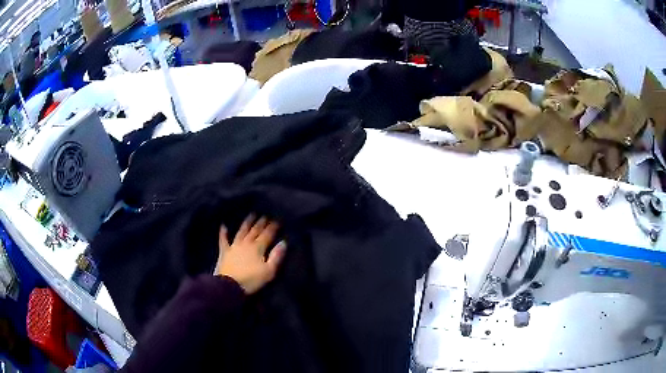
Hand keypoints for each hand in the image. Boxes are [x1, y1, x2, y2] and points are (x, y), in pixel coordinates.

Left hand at [214, 215, 286, 293]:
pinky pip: (223, 240)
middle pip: (255, 231)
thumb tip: (283, 242)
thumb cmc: (252, 280)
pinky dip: (223, 233)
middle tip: (265, 215)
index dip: (272, 227)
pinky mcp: (224, 252)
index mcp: (258, 248)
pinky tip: (223, 226)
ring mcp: (234, 246)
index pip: (267, 235)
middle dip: (261, 223)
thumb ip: (276, 256)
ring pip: (241, 232)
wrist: (230, 286)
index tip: (277, 220)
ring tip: (251, 215)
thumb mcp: (269, 271)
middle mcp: (246, 243)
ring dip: (247, 223)